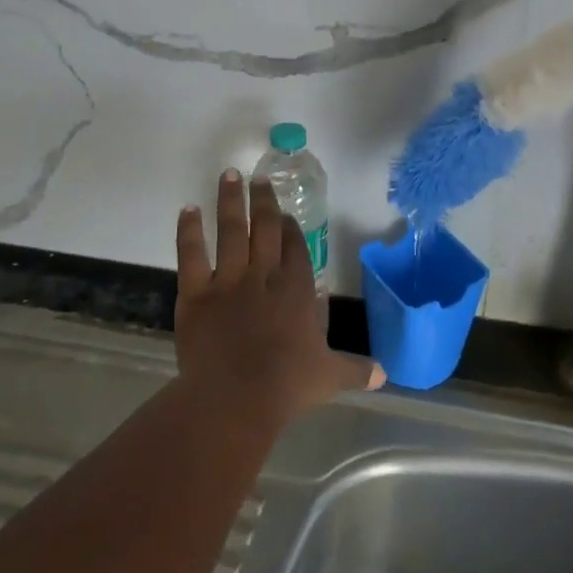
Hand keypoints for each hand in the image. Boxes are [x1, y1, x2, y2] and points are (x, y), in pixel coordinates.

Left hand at [174, 171, 381, 431]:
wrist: (235, 398)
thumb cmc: (286, 385)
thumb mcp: (329, 376)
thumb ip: (356, 370)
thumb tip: (385, 375)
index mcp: (296, 288)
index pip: (296, 247)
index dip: (291, 228)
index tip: (287, 214)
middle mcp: (264, 274)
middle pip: (266, 228)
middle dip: (264, 201)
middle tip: (259, 178)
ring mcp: (228, 280)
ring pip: (231, 230)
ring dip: (231, 201)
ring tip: (229, 175)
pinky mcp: (196, 292)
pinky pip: (191, 254)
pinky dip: (188, 230)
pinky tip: (187, 210)